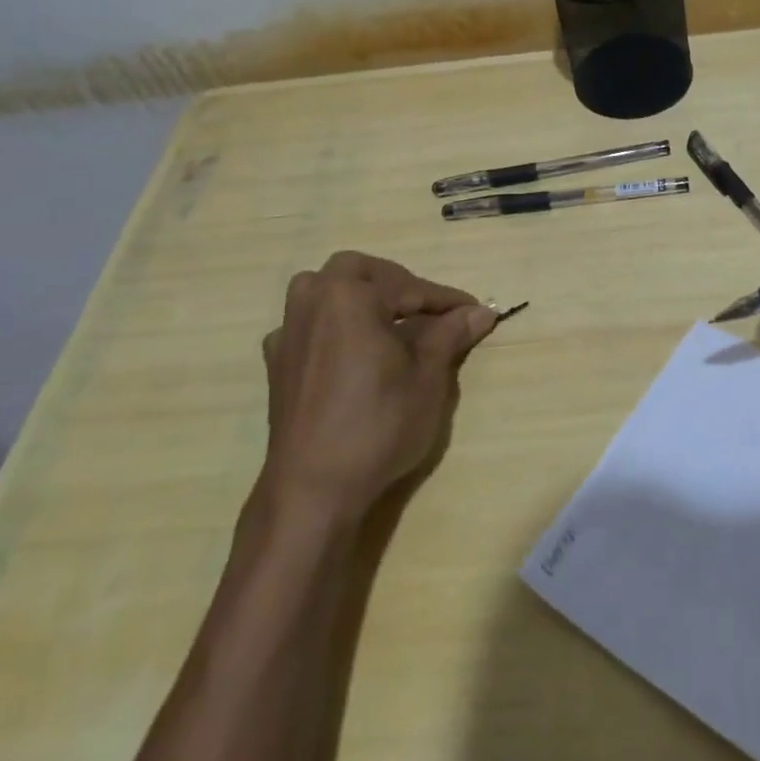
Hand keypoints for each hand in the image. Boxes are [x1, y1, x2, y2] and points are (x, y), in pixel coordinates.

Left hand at [258, 251, 498, 522]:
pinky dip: (336, 326)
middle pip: (357, 273)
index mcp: (347, 295)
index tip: (474, 311)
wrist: (314, 487)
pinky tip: (354, 352)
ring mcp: (288, 333)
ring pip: (327, 294)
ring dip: (361, 299)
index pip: (408, 286)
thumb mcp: (428, 376)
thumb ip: (450, 334)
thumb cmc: (378, 423)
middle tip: (429, 311)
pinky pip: (310, 326)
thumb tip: (481, 311)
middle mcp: (311, 302)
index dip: (445, 299)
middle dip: (397, 285)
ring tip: (391, 323)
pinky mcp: (278, 364)